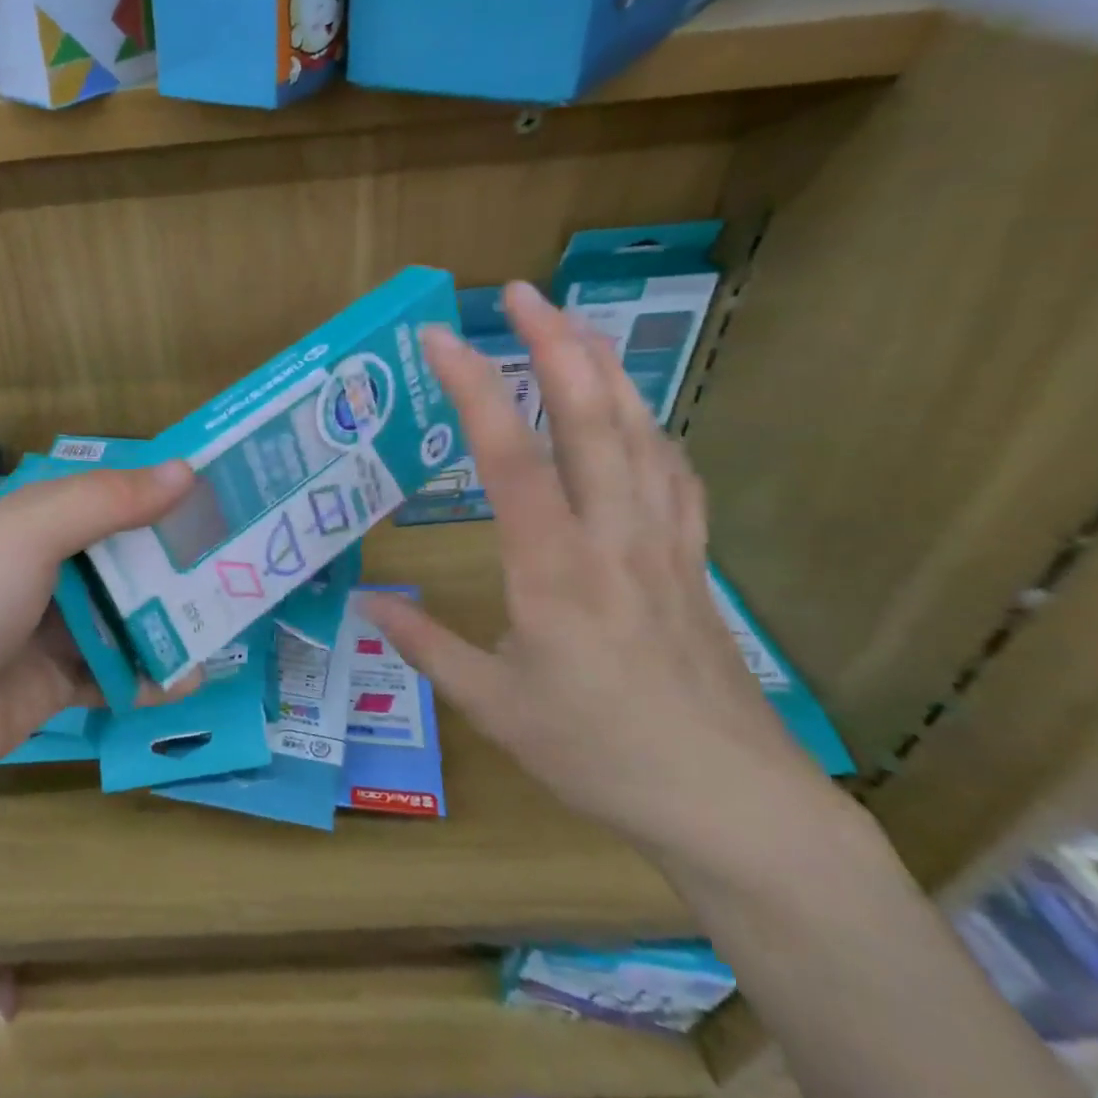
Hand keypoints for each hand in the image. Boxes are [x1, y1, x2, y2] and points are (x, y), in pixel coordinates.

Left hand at [0, 461, 195, 786]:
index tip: (226, 494)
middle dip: (182, 562)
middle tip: (244, 563)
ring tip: (227, 625)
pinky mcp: (64, 681)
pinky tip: (185, 681)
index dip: (167, 492)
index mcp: (44, 521)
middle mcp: (55, 568)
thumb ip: (109, 501)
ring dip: (174, 622)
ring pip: (132, 616)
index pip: (117, 495)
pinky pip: (119, 672)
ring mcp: (60, 628)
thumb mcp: (34, 532)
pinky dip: (150, 676)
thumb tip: (188, 470)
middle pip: (132, 558)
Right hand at [360, 283, 831, 869]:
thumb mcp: (494, 707)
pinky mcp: (693, 560)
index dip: (473, 388)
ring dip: (604, 368)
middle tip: (520, 293)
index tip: (439, 338)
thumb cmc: (599, 754)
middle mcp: (612, 536)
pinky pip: (673, 472)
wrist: (732, 804)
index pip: (508, 457)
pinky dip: (648, 425)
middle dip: (554, 344)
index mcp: (553, 568)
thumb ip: (426, 647)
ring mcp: (663, 542)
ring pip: (639, 432)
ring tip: (572, 323)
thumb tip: (365, 604)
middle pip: (589, 418)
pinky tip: (633, 412)